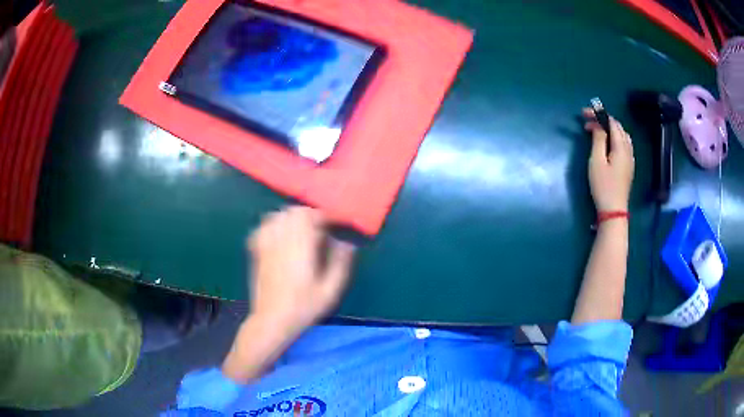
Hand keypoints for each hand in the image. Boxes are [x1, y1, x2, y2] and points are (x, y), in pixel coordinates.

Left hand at [247, 206, 355, 338]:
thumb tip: (347, 243)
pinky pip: (263, 228)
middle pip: (293, 212)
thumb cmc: (303, 308)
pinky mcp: (257, 252)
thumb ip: (340, 264)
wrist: (272, 320)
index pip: (311, 217)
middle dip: (309, 214)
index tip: (335, 223)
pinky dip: (273, 224)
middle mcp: (282, 242)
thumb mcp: (330, 291)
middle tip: (320, 226)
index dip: (325, 216)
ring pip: (277, 216)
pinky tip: (280, 235)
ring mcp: (266, 246)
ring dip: (291, 217)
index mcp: (301, 249)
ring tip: (302, 228)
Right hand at [583, 109, 634, 212]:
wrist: (614, 210)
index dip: (598, 114)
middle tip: (587, 123)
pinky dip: (614, 138)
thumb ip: (598, 140)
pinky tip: (607, 144)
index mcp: (621, 146)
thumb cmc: (603, 186)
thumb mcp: (597, 161)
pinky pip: (624, 145)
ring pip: (622, 135)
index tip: (584, 114)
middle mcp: (628, 149)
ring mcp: (630, 159)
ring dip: (609, 129)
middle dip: (603, 120)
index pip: (611, 122)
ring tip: (597, 131)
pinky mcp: (628, 166)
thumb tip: (598, 126)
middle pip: (618, 127)